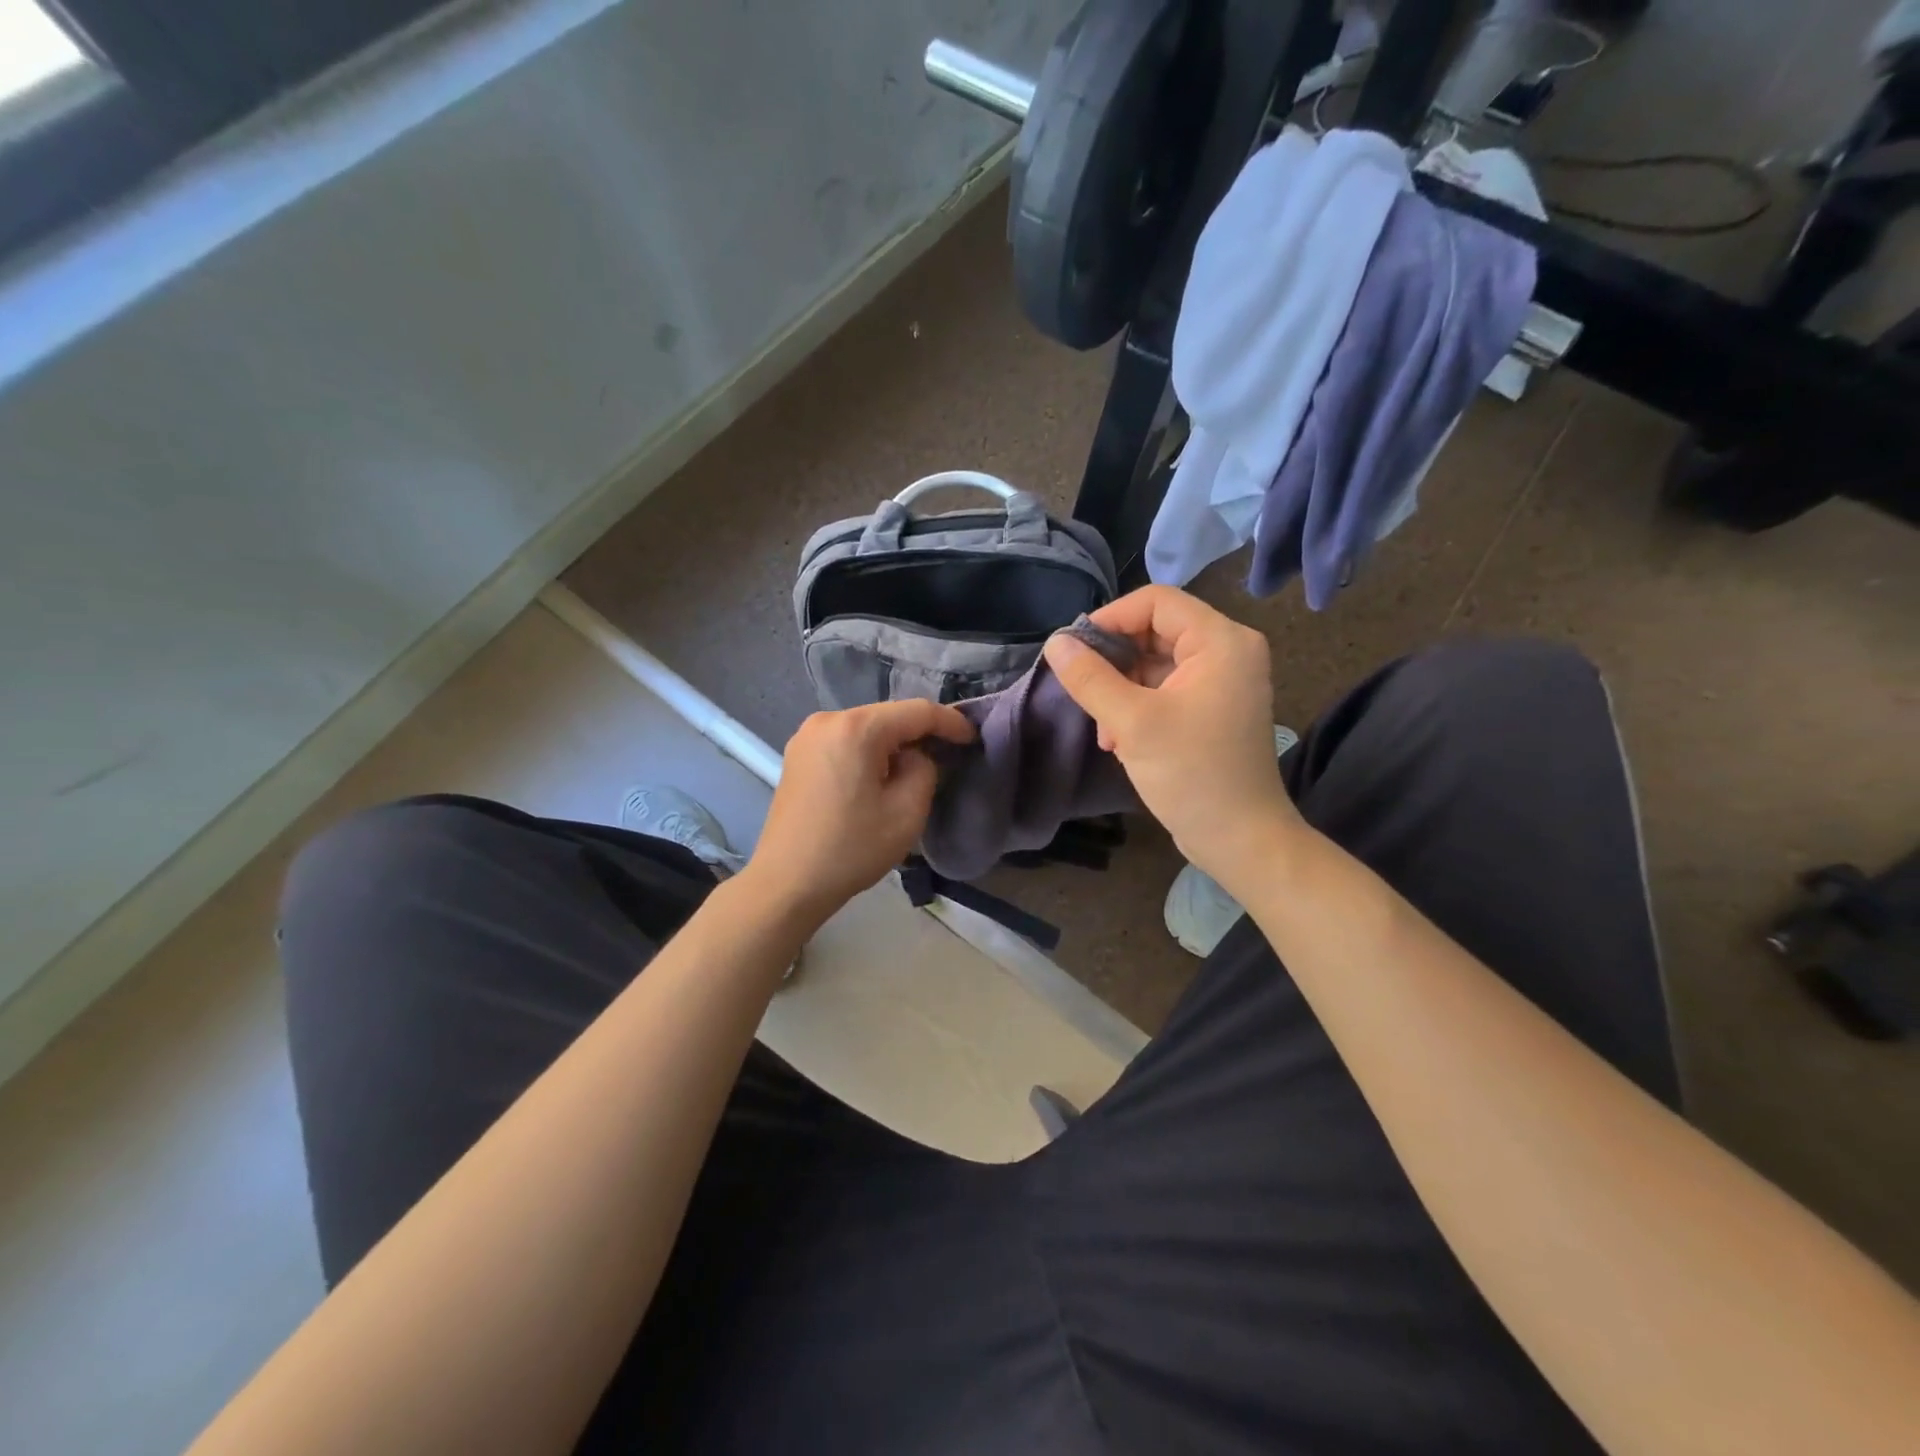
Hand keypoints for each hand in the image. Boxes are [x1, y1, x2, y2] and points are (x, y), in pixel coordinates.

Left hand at [743, 699, 974, 927]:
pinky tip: (878, 776)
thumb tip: (915, 757)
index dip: (951, 722)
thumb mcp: (907, 812)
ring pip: (866, 728)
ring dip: (893, 744)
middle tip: (948, 756)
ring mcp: (807, 736)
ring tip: (914, 770)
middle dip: (920, 734)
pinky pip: (845, 741)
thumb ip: (925, 769)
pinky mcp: (797, 754)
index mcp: (856, 728)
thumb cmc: (851, 849)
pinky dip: (868, 752)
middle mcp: (827, 720)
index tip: (973, 740)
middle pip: (888, 716)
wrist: (786, 883)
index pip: (917, 711)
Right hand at [1043, 585, 1302, 882]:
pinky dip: (1138, 706)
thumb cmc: (1191, 774)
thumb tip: (1055, 643)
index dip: (1110, 618)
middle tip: (1085, 691)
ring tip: (1104, 728)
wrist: (1240, 839)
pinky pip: (1166, 688)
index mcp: (1221, 641)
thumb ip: (1090, 678)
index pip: (1156, 601)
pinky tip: (1119, 740)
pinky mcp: (1213, 708)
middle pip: (1155, 631)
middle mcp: (1228, 651)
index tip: (1073, 650)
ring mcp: (1223, 681)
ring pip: (1156, 662)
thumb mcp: (1132, 722)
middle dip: (1114, 661)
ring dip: (1121, 689)